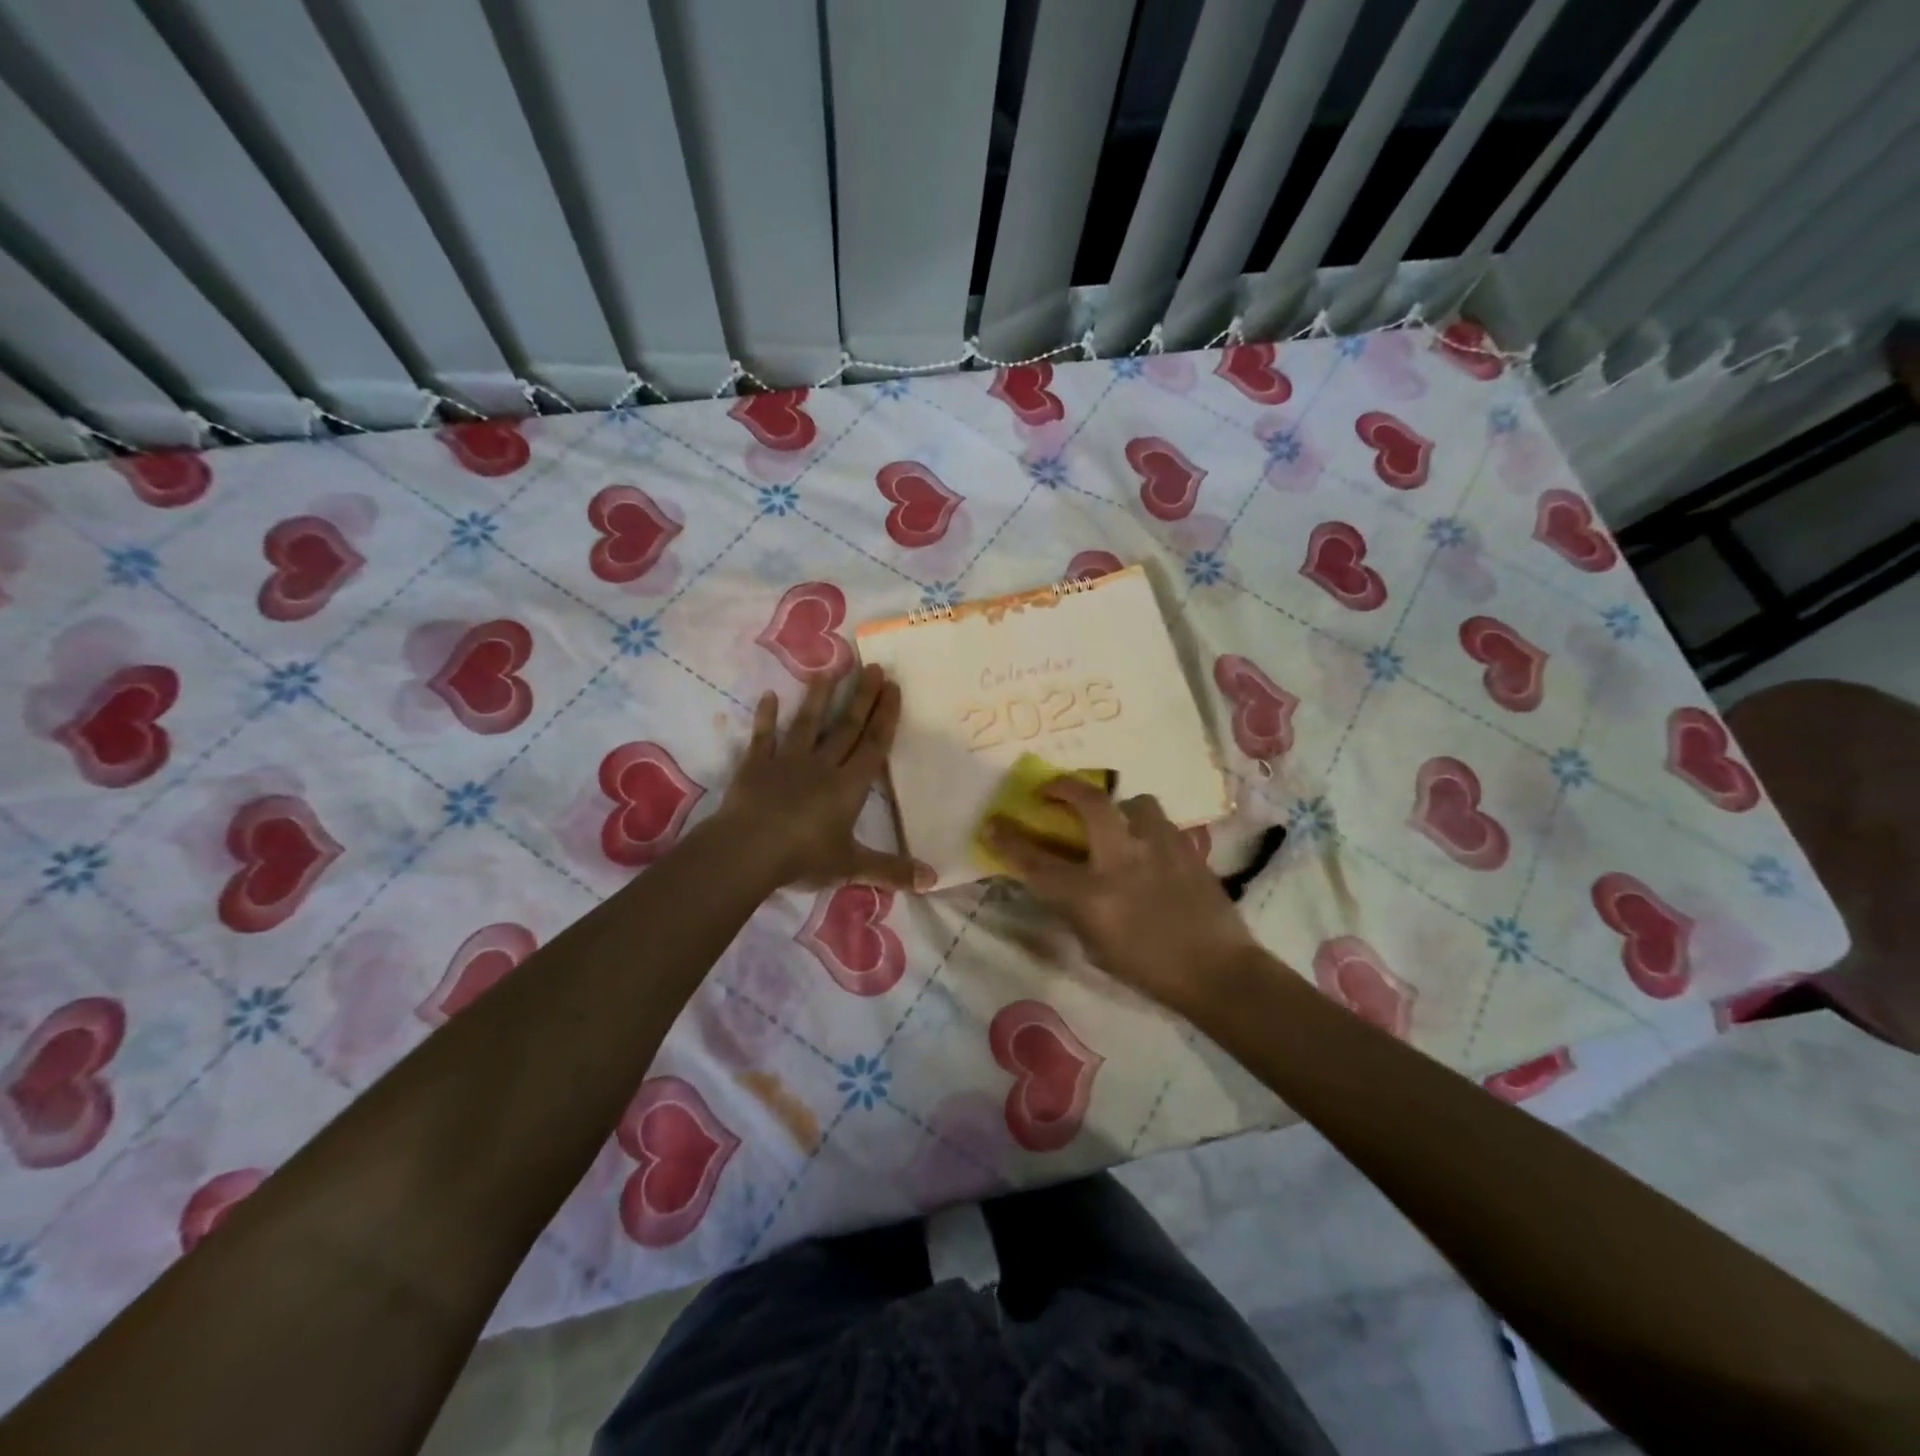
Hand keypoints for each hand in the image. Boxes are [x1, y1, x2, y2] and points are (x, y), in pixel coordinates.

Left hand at [715, 665, 933, 892]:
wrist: (748, 851)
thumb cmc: (804, 857)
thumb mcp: (851, 867)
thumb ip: (891, 870)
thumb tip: (933, 880)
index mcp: (848, 787)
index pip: (872, 745)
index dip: (885, 716)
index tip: (894, 687)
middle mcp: (822, 766)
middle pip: (846, 727)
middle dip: (863, 697)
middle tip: (875, 667)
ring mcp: (787, 761)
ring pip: (808, 723)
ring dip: (819, 696)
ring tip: (830, 669)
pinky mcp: (756, 765)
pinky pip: (763, 737)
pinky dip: (765, 717)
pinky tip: (767, 695)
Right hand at [986, 780, 1259, 1014]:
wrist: (1218, 972)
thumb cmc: (1148, 970)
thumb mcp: (1095, 947)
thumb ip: (1074, 908)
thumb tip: (1061, 882)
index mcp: (1092, 895)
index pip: (1038, 862)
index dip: (1009, 840)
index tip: (993, 822)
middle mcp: (1122, 861)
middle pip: (1089, 803)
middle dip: (1065, 787)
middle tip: (1052, 789)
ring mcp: (1159, 848)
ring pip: (1135, 802)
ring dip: (1120, 807)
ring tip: (1119, 823)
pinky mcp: (1187, 848)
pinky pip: (1161, 822)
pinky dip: (1147, 827)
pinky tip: (1150, 847)